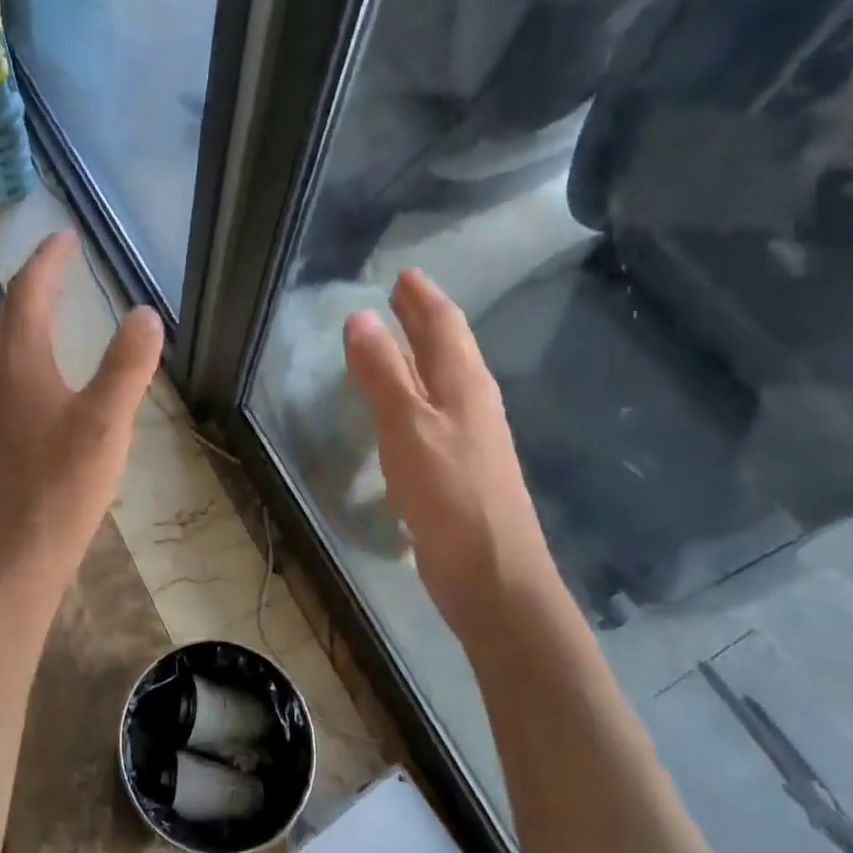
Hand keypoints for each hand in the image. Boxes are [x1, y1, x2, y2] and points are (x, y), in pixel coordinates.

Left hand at [0, 232, 163, 599]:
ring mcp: (6, 414)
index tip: (65, 234)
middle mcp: (6, 382)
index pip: (28, 296)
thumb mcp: (103, 424)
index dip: (47, 261)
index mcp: (22, 367)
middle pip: (14, 316)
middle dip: (38, 279)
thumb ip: (126, 367)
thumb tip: (145, 312)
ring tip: (63, 301)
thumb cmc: (58, 490)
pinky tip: (63, 375)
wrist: (14, 564)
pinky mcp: (14, 442)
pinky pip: (26, 375)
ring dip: (36, 314)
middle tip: (64, 256)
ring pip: (16, 347)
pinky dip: (43, 350)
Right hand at [342, 269, 552, 630]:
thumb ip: (382, 372)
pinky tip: (400, 405)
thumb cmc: (450, 494)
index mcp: (464, 383)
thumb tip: (359, 317)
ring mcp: (468, 437)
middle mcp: (472, 402)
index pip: (444, 325)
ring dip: (418, 353)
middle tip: (399, 295)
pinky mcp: (457, 468)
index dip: (423, 298)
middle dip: (423, 319)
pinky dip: (413, 392)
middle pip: (447, 348)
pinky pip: (432, 411)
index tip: (404, 274)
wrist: (494, 577)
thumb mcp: (407, 426)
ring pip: (441, 379)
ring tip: (393, 339)